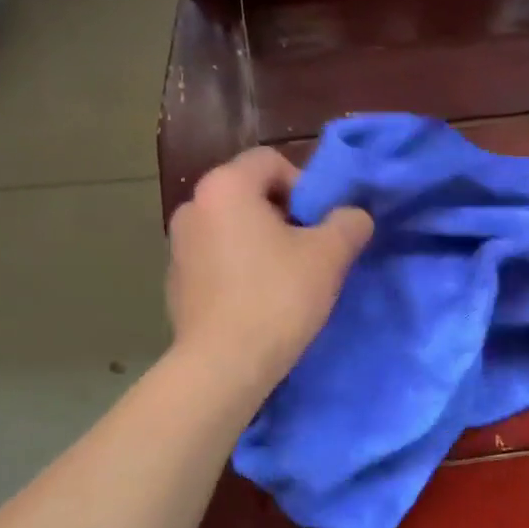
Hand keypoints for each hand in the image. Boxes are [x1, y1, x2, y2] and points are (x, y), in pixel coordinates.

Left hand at [167, 147, 373, 394]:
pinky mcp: (175, 282)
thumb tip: (353, 216)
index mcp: (225, 187)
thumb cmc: (278, 298)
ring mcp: (178, 246)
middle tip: (310, 251)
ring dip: (261, 242)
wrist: (223, 366)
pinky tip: (257, 301)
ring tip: (286, 279)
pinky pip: (216, 259)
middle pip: (250, 193)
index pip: (271, 161)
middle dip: (284, 215)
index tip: (319, 224)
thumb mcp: (330, 255)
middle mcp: (193, 206)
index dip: (304, 186)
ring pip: (233, 228)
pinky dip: (239, 268)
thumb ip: (348, 222)